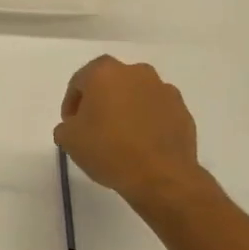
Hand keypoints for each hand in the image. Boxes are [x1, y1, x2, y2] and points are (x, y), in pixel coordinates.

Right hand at [53, 56, 208, 208]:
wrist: (161, 176)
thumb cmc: (109, 150)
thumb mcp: (69, 140)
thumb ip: (66, 126)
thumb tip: (73, 126)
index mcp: (104, 72)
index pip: (79, 81)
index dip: (72, 103)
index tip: (71, 124)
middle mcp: (136, 72)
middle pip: (111, 82)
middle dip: (101, 101)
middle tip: (94, 127)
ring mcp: (163, 90)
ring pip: (136, 94)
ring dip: (127, 108)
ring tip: (121, 136)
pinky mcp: (183, 110)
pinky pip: (157, 111)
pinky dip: (149, 121)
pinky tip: (143, 144)